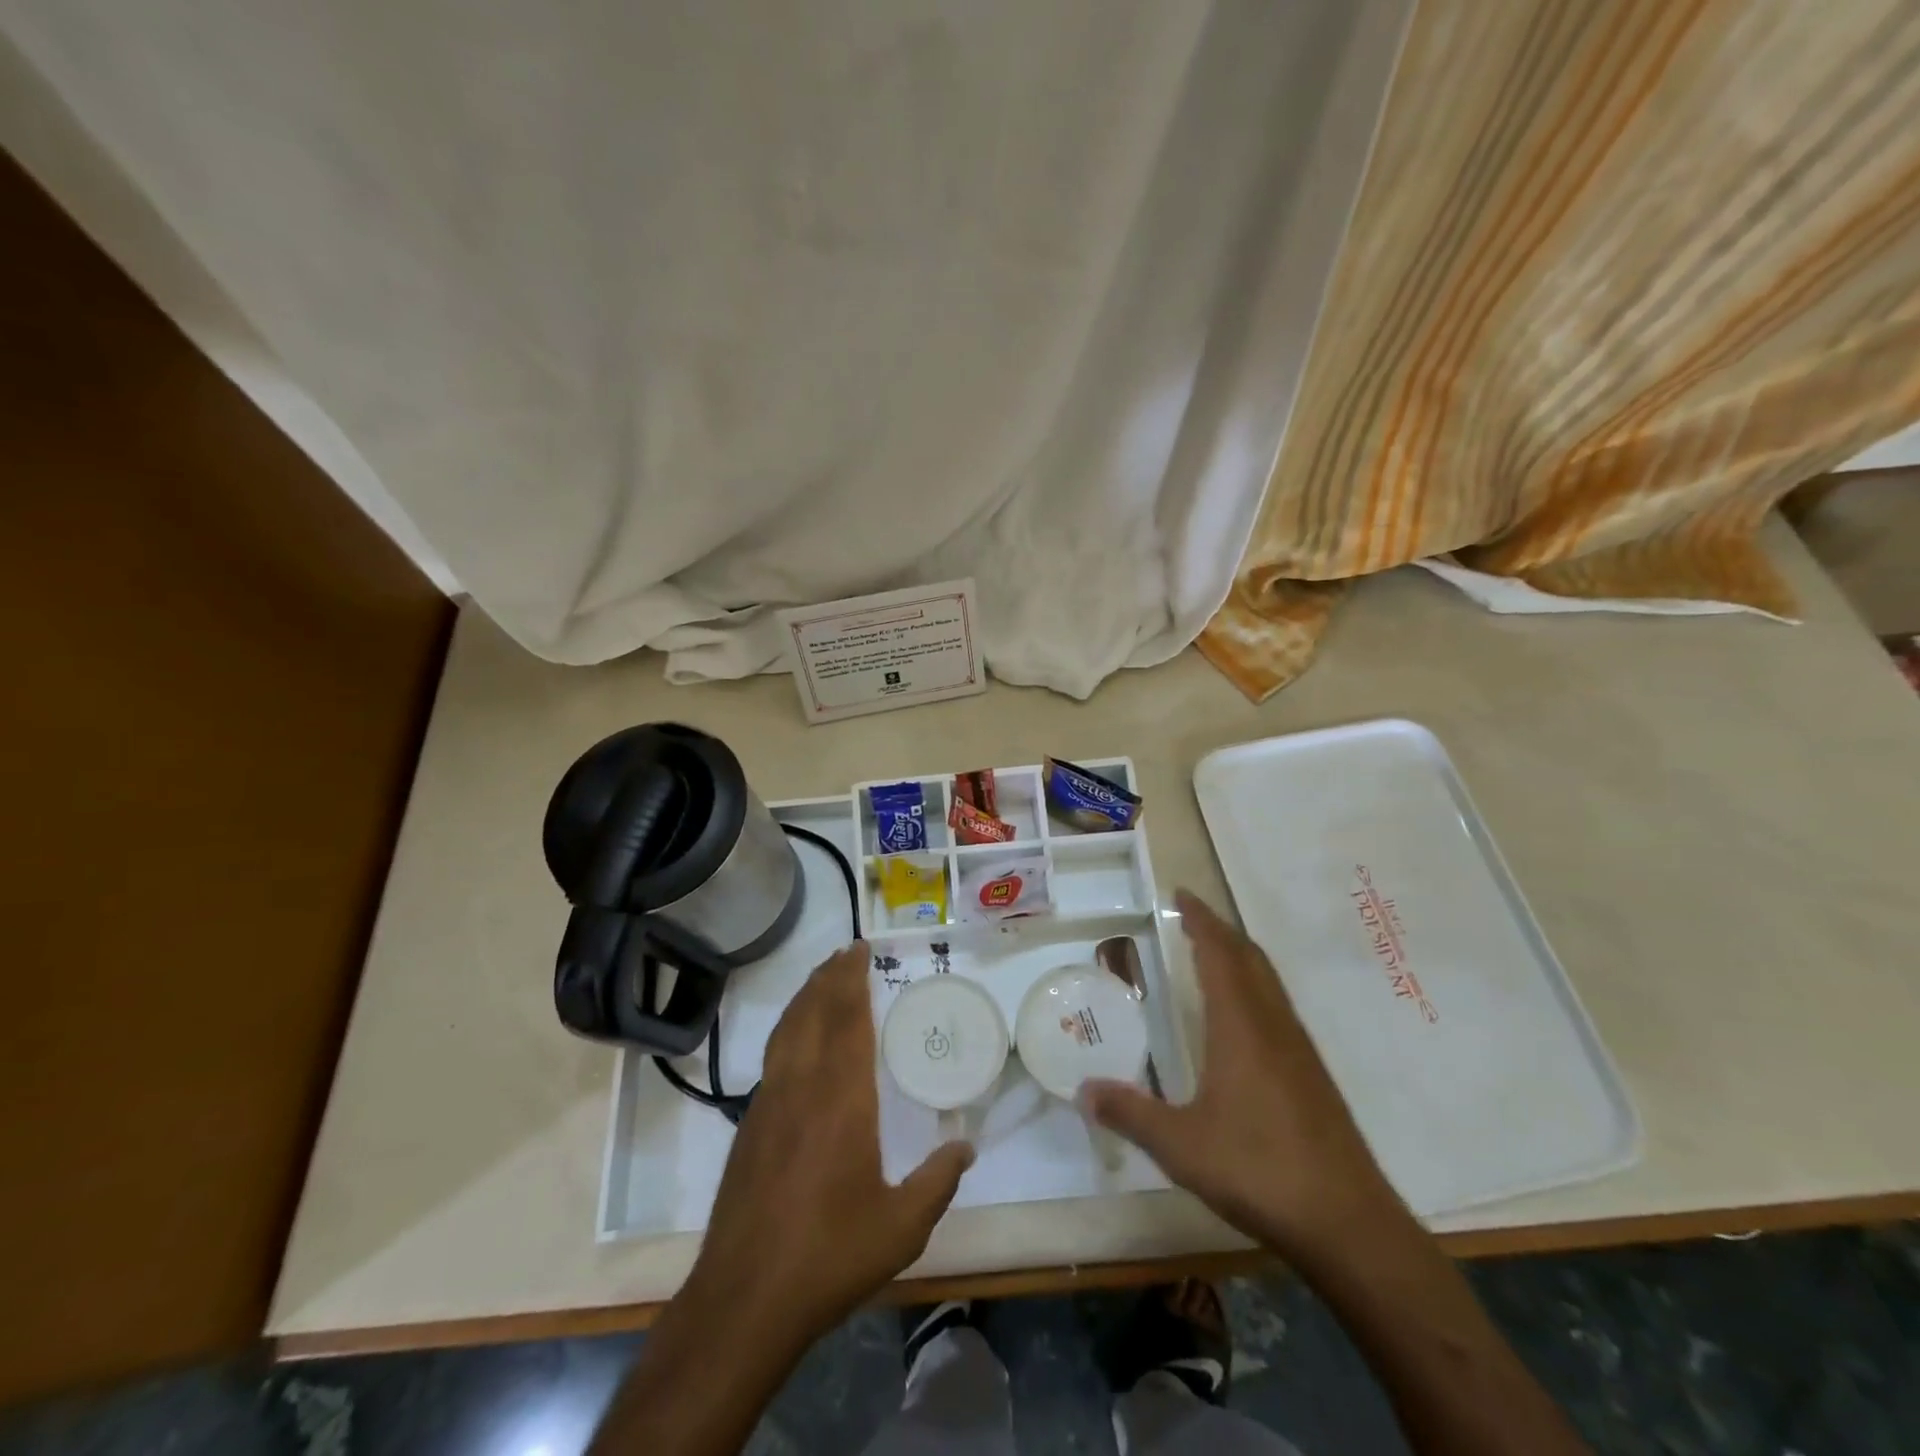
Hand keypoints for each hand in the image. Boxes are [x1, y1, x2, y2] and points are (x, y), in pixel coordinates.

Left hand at [687, 941, 973, 1338]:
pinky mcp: (749, 1125)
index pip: (846, 1021)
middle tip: (846, 951)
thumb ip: (938, 1182)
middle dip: (829, 977)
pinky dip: (788, 1028)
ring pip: (787, 1030)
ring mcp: (768, 1104)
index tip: (860, 951)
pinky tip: (796, 1037)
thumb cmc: (829, 1256)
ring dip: (805, 997)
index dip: (852, 981)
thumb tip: (967, 1148)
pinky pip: (773, 1055)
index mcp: (841, 1100)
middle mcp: (802, 1087)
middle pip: (813, 1013)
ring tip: (822, 977)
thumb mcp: (901, 1226)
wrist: (744, 1298)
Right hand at [1082, 890, 1401, 1258]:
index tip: (1182, 894)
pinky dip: (1254, 987)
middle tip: (1191, 917)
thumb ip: (1129, 1113)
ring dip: (1240, 956)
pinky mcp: (1313, 1076)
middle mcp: (1273, 1025)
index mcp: (1241, 1026)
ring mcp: (1299, 1050)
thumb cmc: (1258, 1169)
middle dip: (1220, 930)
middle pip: (1249, 958)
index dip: (1201, 920)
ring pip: (1269, 982)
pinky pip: (1278, 1008)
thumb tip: (1082, 1090)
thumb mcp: (1180, 1145)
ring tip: (1213, 954)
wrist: (1347, 1223)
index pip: (1220, 954)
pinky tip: (1243, 1018)